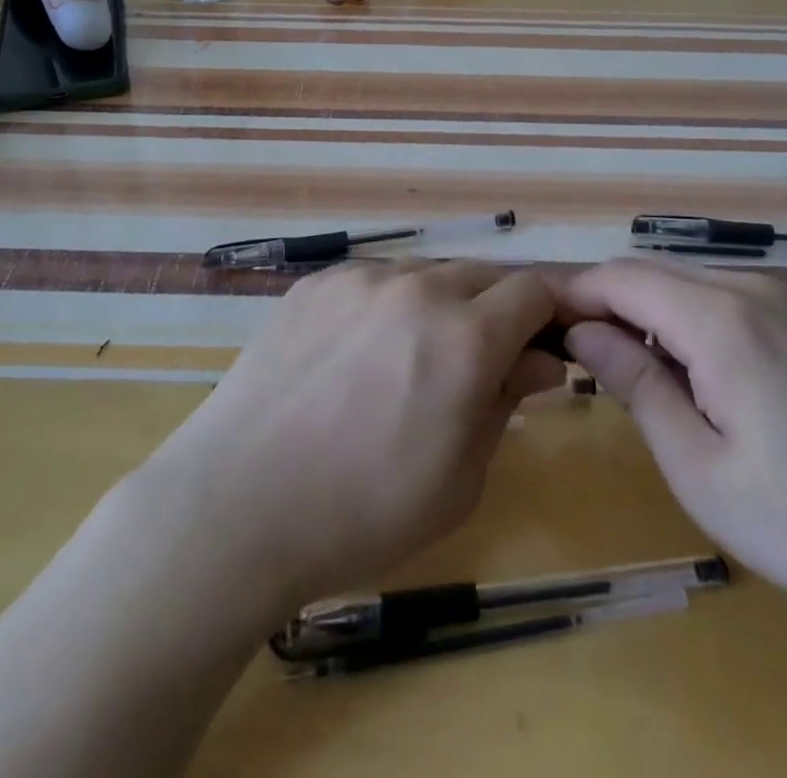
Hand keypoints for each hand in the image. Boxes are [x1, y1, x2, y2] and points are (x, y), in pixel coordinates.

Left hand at [140, 260, 565, 613]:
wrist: (238, 503)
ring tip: (409, 359)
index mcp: (464, 338)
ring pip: (425, 274)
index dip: (548, 314)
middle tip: (481, 359)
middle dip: (497, 309)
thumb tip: (540, 361)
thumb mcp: (459, 479)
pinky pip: (372, 280)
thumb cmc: (362, 513)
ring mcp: (359, 278)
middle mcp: (416, 289)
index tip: (543, 345)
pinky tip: (357, 353)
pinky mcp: (315, 282)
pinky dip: (386, 305)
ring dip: (439, 305)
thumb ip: (506, 404)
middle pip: (483, 274)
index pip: (534, 291)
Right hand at [555, 260, 786, 688]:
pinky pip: (731, 298)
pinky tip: (703, 376)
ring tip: (638, 373)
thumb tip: (582, 331)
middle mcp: (755, 289)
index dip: (575, 294)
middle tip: (583, 357)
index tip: (545, 328)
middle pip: (653, 272)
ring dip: (651, 312)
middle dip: (609, 303)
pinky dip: (694, 319)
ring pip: (691, 283)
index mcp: (722, 321)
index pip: (621, 277)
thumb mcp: (700, 469)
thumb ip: (635, 384)